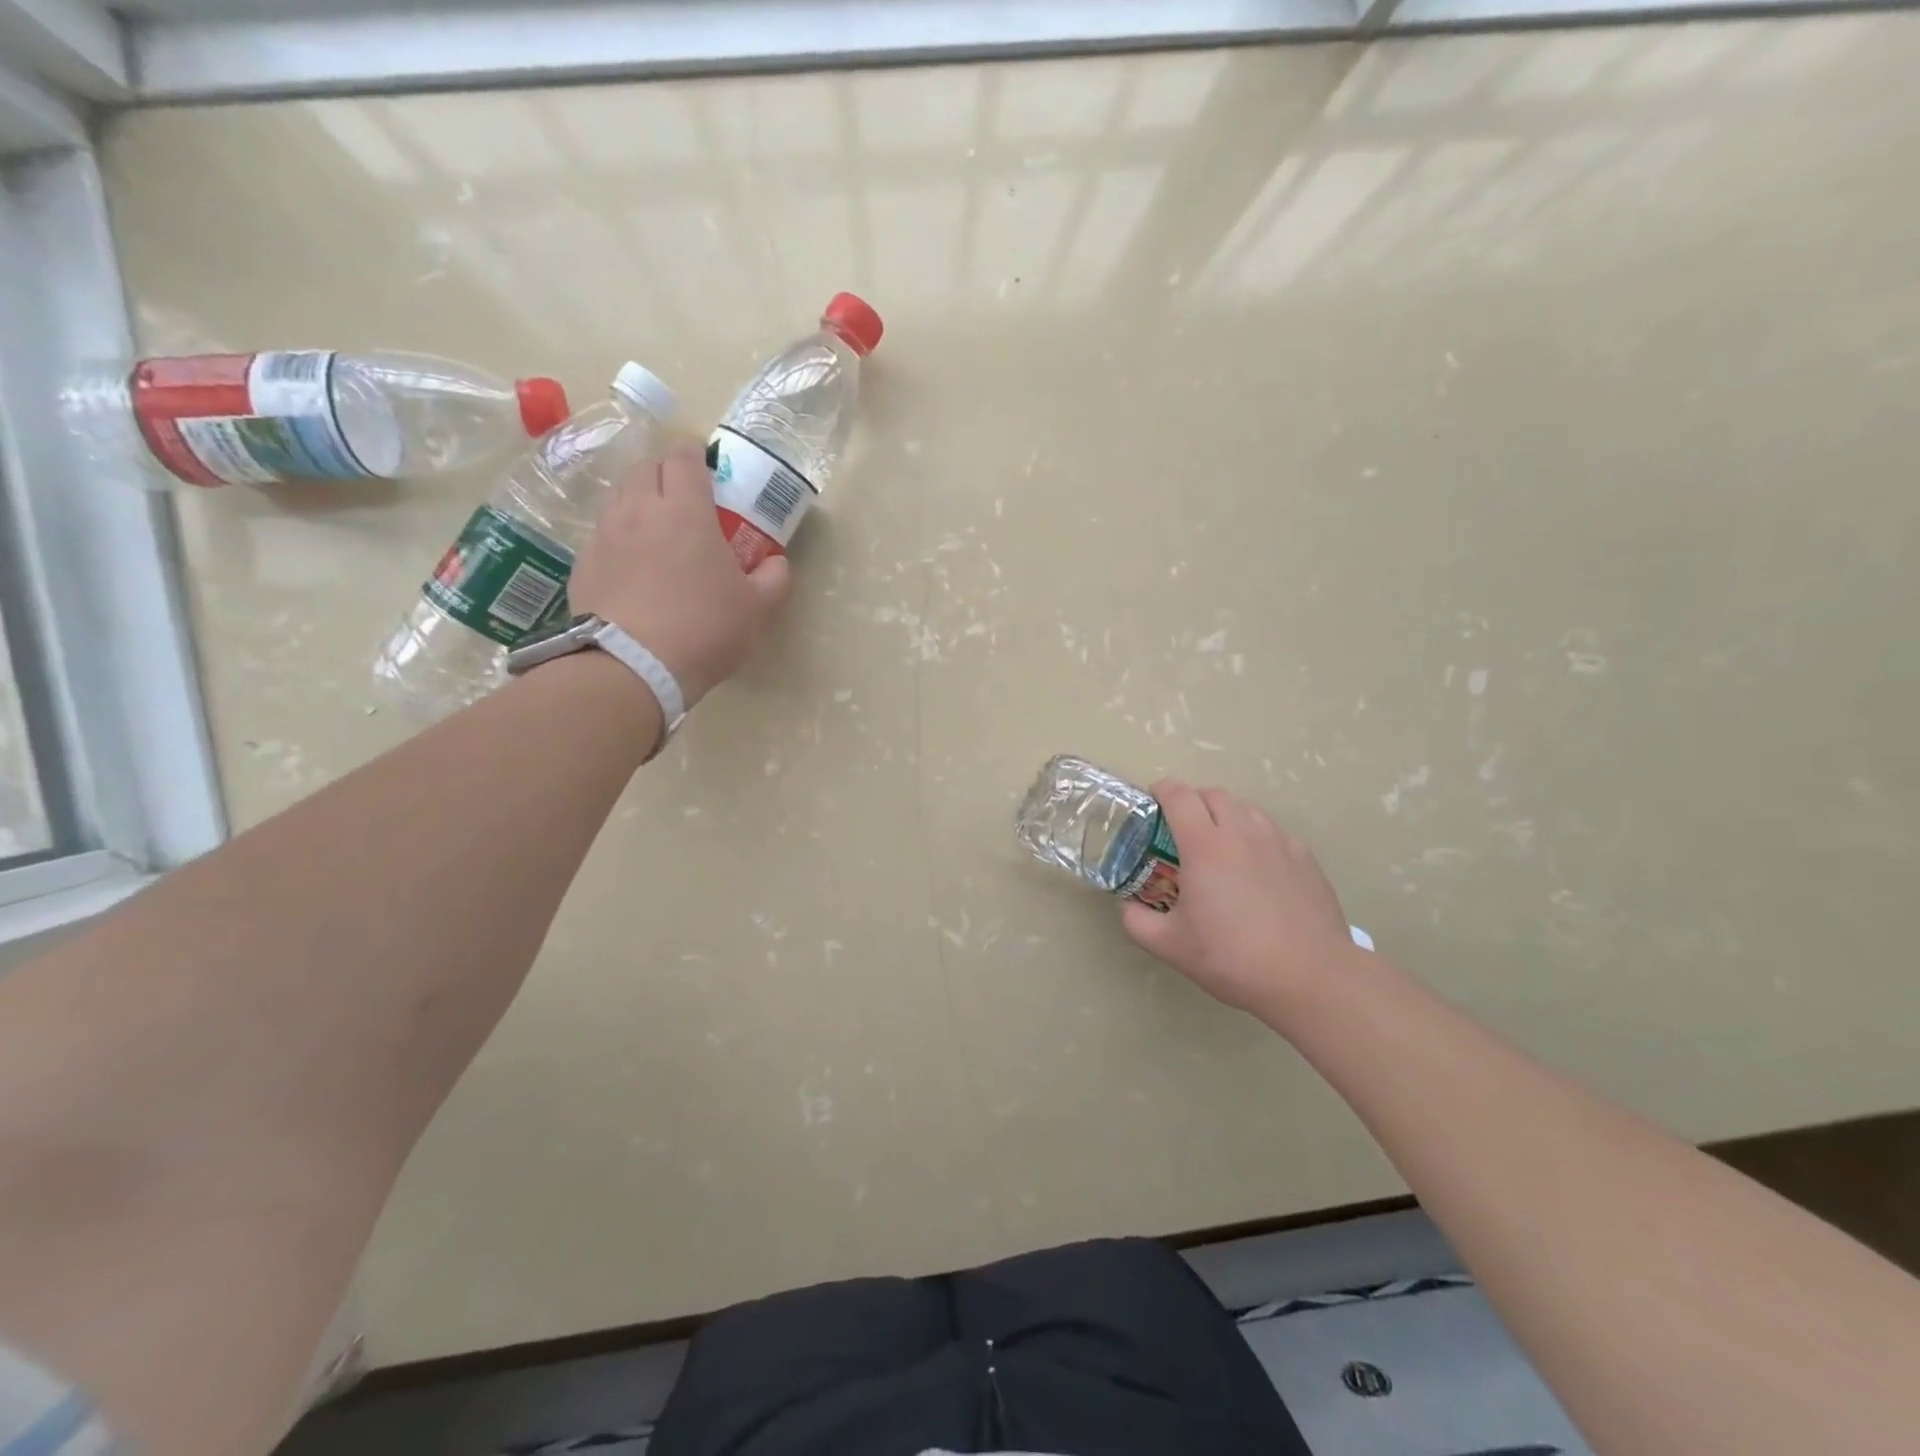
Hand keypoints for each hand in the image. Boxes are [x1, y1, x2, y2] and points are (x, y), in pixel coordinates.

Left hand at [567, 445, 791, 709]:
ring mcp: (604, 536)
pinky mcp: (582, 565)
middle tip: (684, 493)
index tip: (706, 461)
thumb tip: (777, 562)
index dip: (695, 452)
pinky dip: (619, 537)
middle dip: (665, 470)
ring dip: (639, 500)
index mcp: (685, 510)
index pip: (683, 456)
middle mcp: (638, 511)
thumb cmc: (704, 629)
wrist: (632, 667)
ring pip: (618, 497)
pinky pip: (602, 535)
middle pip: (645, 467)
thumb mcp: (756, 608)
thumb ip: (773, 578)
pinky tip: (632, 565)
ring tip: (656, 526)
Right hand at [1121, 780, 1359, 1020]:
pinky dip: (1257, 838)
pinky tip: (1257, 870)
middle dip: (1193, 801)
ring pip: (1247, 810)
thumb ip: (1137, 920)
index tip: (1153, 800)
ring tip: (1221, 846)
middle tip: (1183, 828)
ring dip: (1226, 816)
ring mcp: (1279, 842)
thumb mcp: (1169, 945)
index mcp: (1204, 845)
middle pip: (1214, 794)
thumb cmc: (1232, 957)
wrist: (1309, 977)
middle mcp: (1241, 832)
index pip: (1179, 795)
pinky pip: (1274, 833)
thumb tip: (1128, 906)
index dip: (1162, 790)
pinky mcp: (1305, 858)